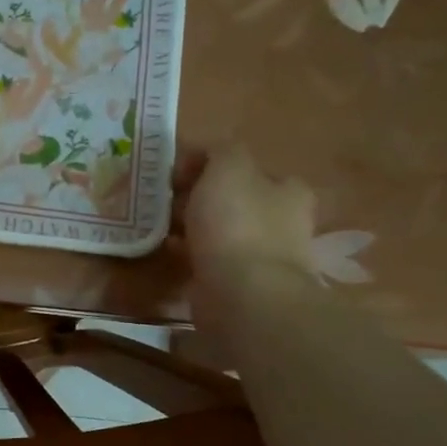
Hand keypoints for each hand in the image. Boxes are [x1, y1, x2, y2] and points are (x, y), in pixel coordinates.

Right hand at [179, 145, 317, 311]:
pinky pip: (208, 258)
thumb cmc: (238, 224)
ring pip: (219, 229)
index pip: (246, 167)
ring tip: (159, 224)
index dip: (209, 165)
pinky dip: (188, 252)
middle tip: (164, 198)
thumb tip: (205, 154)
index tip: (176, 172)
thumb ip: (220, 151)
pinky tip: (167, 250)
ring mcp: (262, 256)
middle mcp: (282, 221)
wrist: (242, 294)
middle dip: (198, 196)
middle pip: (232, 199)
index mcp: (287, 190)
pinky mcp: (240, 283)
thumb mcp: (228, 167)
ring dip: (191, 225)